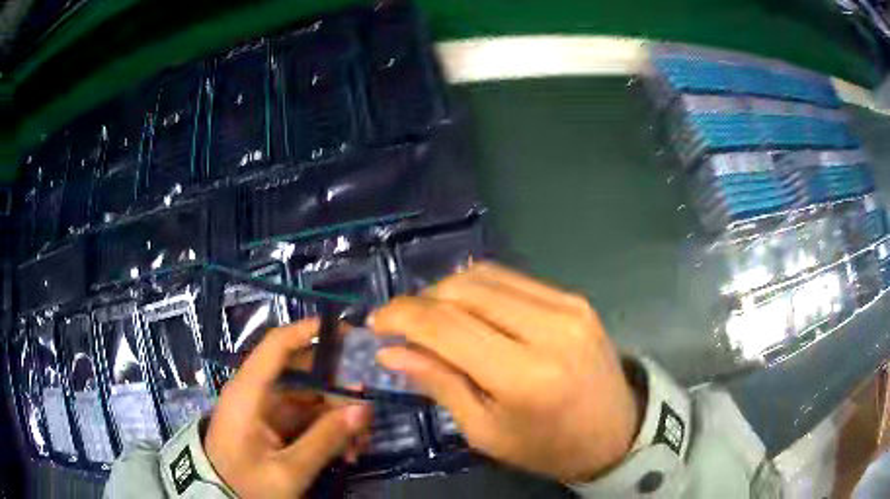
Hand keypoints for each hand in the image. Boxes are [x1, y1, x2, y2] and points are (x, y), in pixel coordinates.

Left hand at [205, 319, 371, 498]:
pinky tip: (347, 452)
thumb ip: (324, 440)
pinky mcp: (274, 426)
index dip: (308, 331)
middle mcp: (258, 393)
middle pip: (304, 374)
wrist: (219, 498)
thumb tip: (363, 408)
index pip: (276, 346)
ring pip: (312, 399)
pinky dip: (329, 431)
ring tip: (360, 446)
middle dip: (340, 393)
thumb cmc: (245, 484)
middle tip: (369, 415)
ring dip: (339, 418)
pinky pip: (308, 419)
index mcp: (249, 393)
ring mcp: (267, 410)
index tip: (348, 331)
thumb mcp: (287, 471)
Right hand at [370, 262, 639, 482]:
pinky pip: (512, 279)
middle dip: (421, 301)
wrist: (616, 431)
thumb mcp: (485, 432)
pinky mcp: (574, 298)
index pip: (445, 327)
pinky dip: (478, 289)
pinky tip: (468, 312)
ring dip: (447, 291)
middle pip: (463, 290)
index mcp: (524, 376)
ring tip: (431, 318)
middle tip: (402, 325)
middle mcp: (548, 328)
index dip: (401, 317)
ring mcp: (567, 306)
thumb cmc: (547, 447)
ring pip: (484, 276)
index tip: (376, 324)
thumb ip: (439, 384)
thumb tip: (391, 352)